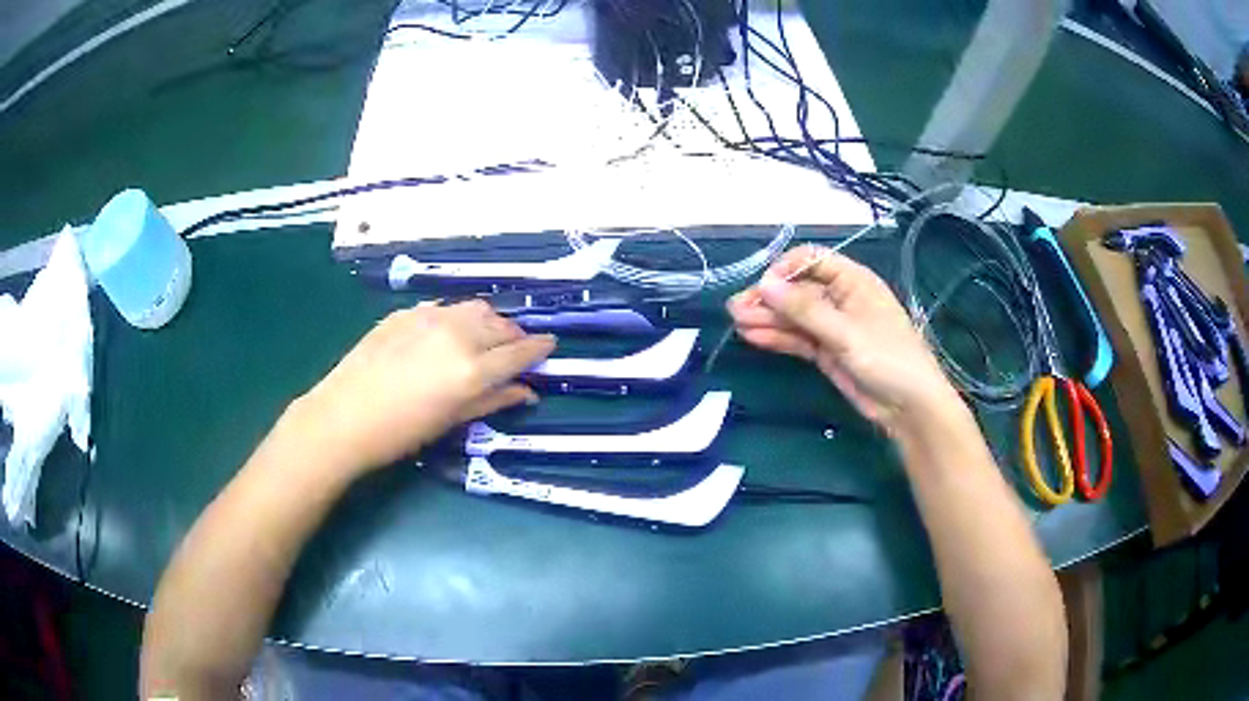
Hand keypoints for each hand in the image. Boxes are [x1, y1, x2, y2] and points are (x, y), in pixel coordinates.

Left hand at [290, 301, 554, 475]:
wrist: (343, 417)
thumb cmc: (400, 433)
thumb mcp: (451, 421)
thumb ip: (493, 401)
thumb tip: (526, 392)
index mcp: (472, 370)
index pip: (520, 352)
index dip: (539, 349)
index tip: (550, 347)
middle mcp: (457, 335)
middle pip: (501, 326)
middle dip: (516, 337)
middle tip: (516, 350)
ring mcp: (430, 317)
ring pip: (475, 309)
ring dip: (489, 322)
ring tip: (485, 339)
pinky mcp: (407, 312)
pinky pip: (445, 308)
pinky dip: (458, 318)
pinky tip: (448, 335)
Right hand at [727, 246, 960, 433]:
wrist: (909, 407)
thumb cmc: (887, 359)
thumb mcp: (845, 332)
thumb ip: (804, 309)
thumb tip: (765, 284)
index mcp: (852, 281)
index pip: (811, 260)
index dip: (785, 270)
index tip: (764, 288)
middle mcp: (840, 298)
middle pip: (798, 290)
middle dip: (769, 298)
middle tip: (736, 309)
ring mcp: (832, 326)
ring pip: (794, 316)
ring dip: (767, 318)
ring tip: (736, 322)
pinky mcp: (827, 351)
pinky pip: (798, 338)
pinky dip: (777, 337)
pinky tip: (753, 337)